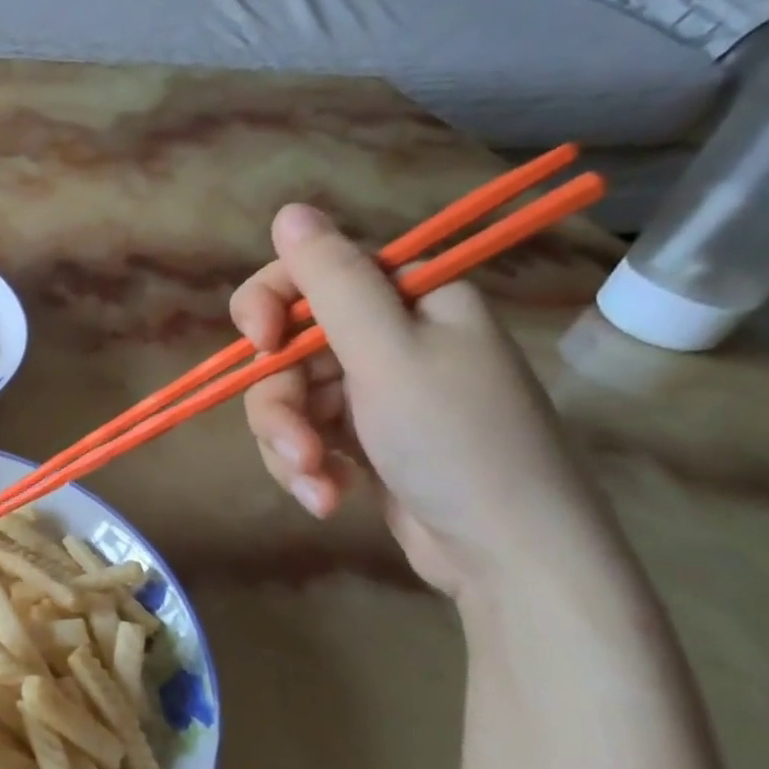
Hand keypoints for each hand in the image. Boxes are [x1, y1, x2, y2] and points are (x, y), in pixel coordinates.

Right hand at [231, 204, 614, 602]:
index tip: (257, 343)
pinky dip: (306, 466)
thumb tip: (289, 210)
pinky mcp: (362, 438)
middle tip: (294, 445)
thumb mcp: (388, 353)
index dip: (270, 303)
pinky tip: (327, 498)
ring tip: (314, 484)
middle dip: (281, 402)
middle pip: (289, 346)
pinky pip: (305, 434)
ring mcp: (375, 391)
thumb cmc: (456, 441)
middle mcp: (390, 337)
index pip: (313, 273)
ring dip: (289, 443)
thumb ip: (332, 281)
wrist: (510, 558)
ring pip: (289, 397)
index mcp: (409, 299)